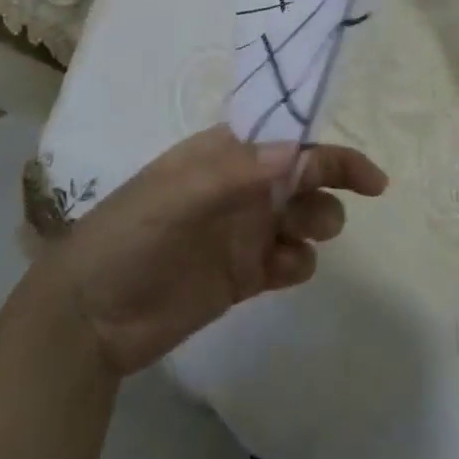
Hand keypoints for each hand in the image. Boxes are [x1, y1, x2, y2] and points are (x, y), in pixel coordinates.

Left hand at [42, 126, 387, 376]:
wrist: (91, 317)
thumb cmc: (130, 236)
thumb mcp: (177, 195)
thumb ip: (237, 172)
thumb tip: (297, 150)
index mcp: (224, 156)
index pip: (287, 141)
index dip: (327, 152)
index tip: (368, 177)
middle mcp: (241, 188)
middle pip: (305, 177)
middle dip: (327, 188)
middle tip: (318, 216)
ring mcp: (244, 231)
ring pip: (303, 217)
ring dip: (316, 223)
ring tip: (298, 241)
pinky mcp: (243, 275)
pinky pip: (290, 260)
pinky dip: (299, 262)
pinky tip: (283, 270)